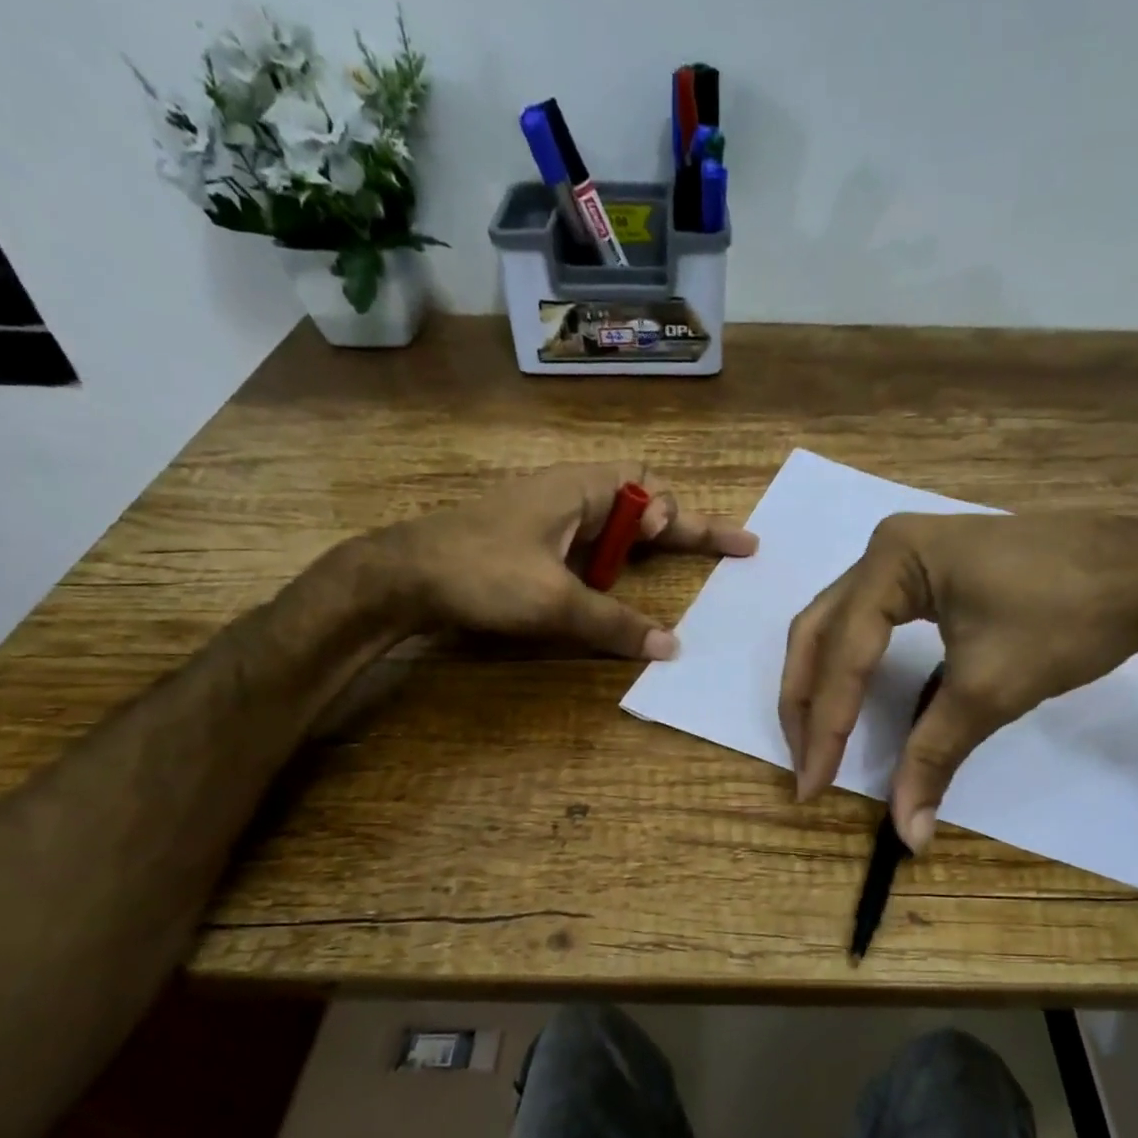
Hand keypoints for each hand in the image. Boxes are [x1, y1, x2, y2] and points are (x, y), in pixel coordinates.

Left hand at [376, 465, 757, 657]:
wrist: (404, 576)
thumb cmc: (483, 572)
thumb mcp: (556, 601)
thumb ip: (616, 623)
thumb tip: (671, 647)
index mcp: (584, 490)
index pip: (657, 497)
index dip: (697, 523)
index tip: (734, 546)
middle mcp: (573, 496)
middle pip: (643, 505)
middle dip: (682, 527)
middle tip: (721, 550)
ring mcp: (551, 519)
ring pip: (617, 527)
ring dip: (648, 546)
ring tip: (679, 564)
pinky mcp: (533, 542)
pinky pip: (592, 547)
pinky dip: (617, 565)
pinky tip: (618, 586)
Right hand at [780, 512, 1137, 850]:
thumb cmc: (1069, 617)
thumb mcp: (992, 689)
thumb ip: (934, 756)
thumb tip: (908, 836)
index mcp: (893, 561)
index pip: (843, 654)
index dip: (826, 726)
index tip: (812, 786)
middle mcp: (883, 550)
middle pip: (818, 633)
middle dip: (805, 703)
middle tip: (805, 764)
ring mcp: (903, 556)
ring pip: (835, 625)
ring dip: (820, 684)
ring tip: (816, 740)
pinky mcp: (923, 573)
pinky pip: (865, 623)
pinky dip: (850, 666)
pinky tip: (849, 702)